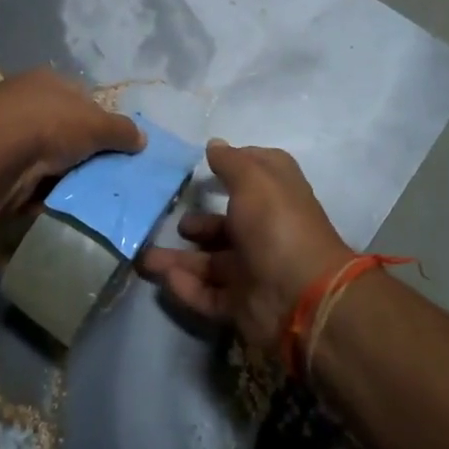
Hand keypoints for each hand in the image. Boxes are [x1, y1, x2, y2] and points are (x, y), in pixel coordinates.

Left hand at [0, 69, 143, 206]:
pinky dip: (33, 183)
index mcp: (46, 78)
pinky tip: (43, 196)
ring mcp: (1, 124)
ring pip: (40, 149)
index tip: (109, 146)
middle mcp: (21, 95)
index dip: (98, 120)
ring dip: (54, 168)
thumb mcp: (97, 125)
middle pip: (60, 124)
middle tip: (93, 170)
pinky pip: (21, 170)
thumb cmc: (50, 126)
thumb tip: (141, 138)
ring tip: (70, 187)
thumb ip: (122, 130)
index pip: (80, 96)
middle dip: (76, 147)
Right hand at [140, 141, 352, 350]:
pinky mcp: (242, 304)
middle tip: (168, 220)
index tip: (205, 166)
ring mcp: (254, 270)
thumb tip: (214, 144)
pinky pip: (208, 294)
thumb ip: (231, 162)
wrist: (302, 298)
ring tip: (145, 258)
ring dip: (178, 260)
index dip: (234, 168)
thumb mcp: (254, 180)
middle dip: (196, 225)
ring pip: (209, 263)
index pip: (257, 176)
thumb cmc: (277, 226)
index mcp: (276, 197)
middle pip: (226, 225)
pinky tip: (165, 280)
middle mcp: (265, 231)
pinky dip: (186, 288)